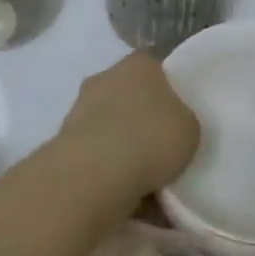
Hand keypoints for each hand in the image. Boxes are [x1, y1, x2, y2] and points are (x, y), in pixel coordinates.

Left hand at [55, 51, 201, 205]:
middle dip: (142, 121)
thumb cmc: (150, 139)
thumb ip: (183, 122)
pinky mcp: (63, 140)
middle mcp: (106, 76)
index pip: (158, 71)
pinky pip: (95, 152)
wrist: (93, 175)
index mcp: (139, 63)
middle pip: (130, 97)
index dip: (170, 95)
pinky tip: (120, 191)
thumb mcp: (191, 130)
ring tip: (141, 180)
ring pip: (110, 126)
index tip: (177, 122)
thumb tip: (171, 127)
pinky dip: (105, 168)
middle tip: (160, 151)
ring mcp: (80, 107)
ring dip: (121, 146)